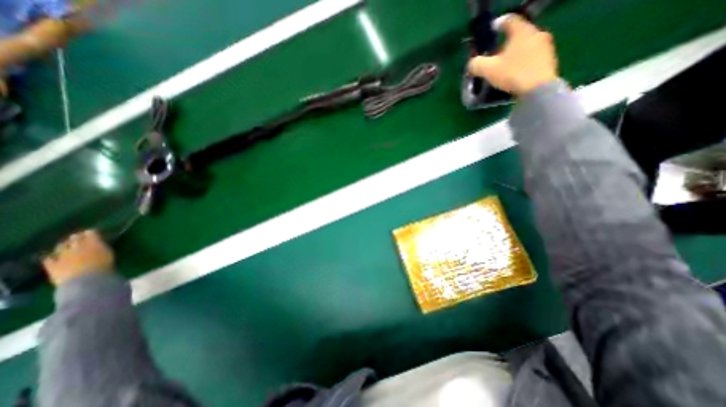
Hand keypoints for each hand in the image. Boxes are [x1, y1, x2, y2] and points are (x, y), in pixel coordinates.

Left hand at [41, 231, 114, 284]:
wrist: (86, 280)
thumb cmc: (104, 266)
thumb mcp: (108, 254)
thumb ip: (102, 247)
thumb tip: (99, 243)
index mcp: (93, 243)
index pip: (90, 233)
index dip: (90, 232)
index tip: (91, 231)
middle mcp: (76, 246)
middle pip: (74, 239)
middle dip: (76, 237)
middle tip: (77, 237)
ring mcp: (62, 256)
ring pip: (60, 247)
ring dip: (63, 245)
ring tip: (65, 246)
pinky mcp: (52, 265)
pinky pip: (48, 260)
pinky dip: (50, 257)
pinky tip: (50, 257)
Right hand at [469, 12, 556, 96]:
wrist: (538, 89)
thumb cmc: (512, 74)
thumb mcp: (488, 70)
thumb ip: (476, 64)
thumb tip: (471, 64)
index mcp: (521, 31)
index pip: (508, 20)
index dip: (496, 25)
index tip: (489, 33)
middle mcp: (536, 33)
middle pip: (517, 34)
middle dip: (504, 44)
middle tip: (493, 57)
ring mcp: (545, 46)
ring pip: (524, 46)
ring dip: (513, 54)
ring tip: (503, 68)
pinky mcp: (549, 59)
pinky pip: (531, 57)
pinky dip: (521, 62)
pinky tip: (514, 74)